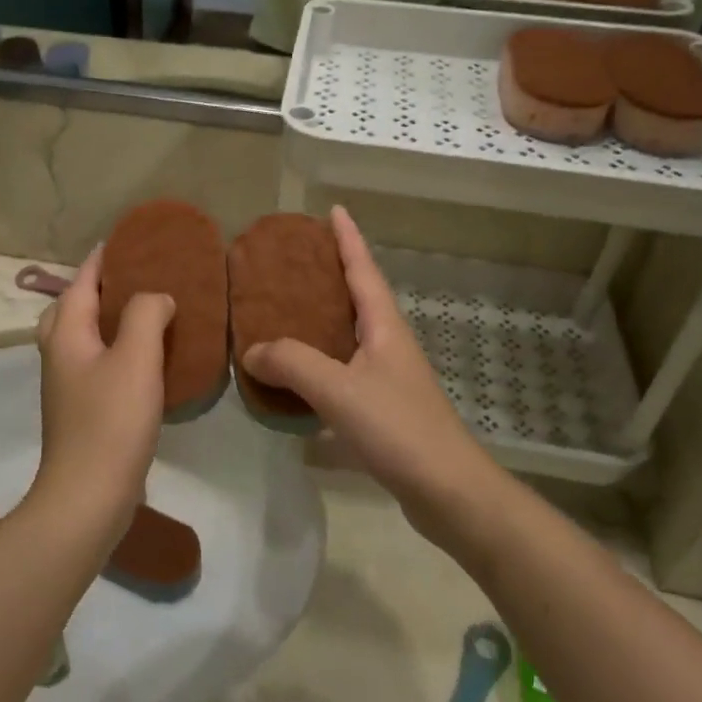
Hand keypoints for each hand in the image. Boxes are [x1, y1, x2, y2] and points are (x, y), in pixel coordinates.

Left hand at [31, 247, 175, 539]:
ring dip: (106, 319)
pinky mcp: (82, 410)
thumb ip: (146, 314)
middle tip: (133, 279)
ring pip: (82, 337)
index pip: (80, 281)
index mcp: (65, 334)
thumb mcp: (136, 358)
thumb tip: (156, 297)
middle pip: (71, 307)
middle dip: (97, 288)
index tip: (127, 240)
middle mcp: (59, 354)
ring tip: (143, 313)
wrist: (88, 496)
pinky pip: (96, 363)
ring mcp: (67, 385)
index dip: (102, 259)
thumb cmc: (111, 421)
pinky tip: (144, 359)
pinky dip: (115, 349)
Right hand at [241, 207, 500, 546]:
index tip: (334, 210)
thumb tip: (253, 350)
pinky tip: (297, 379)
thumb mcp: (340, 390)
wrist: (448, 491)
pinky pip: (344, 373)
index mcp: (385, 327)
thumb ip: (294, 364)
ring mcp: (389, 379)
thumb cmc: (399, 429)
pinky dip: (320, 365)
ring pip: (350, 337)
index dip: (349, 239)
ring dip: (323, 321)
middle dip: (332, 274)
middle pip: (359, 298)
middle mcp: (389, 345)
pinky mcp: (383, 410)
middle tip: (295, 260)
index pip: (363, 270)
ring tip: (287, 312)